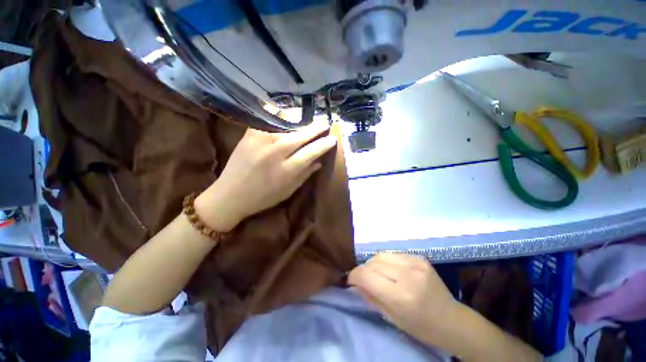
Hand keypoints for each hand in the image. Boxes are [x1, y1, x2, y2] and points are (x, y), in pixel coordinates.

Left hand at [195, 122, 336, 230]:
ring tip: (309, 122)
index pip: (311, 153)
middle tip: (325, 123)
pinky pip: (267, 121)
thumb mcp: (288, 191)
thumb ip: (305, 175)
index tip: (332, 139)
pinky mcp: (249, 135)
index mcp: (286, 171)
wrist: (230, 195)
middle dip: (315, 129)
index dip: (323, 145)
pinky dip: (279, 117)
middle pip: (300, 137)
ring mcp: (261, 141)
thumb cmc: (263, 198)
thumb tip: (319, 162)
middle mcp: (275, 153)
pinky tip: (287, 116)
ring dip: (300, 122)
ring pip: (285, 126)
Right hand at [348, 253, 456, 343]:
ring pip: (381, 255)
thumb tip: (356, 282)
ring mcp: (415, 263)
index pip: (366, 275)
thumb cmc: (421, 327)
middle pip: (372, 262)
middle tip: (366, 280)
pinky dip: (387, 261)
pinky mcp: (419, 258)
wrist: (452, 320)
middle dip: (364, 270)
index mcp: (400, 296)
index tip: (351, 281)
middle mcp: (407, 275)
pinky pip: (393, 254)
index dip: (354, 275)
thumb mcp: (391, 318)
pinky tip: (392, 271)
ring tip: (378, 274)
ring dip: (374, 264)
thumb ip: (370, 297)